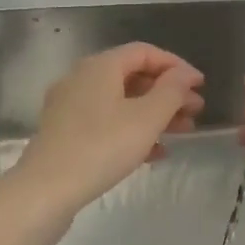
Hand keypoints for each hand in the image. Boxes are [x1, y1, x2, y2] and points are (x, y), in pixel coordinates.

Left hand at [13, 43, 204, 217]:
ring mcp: (70, 107)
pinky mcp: (65, 135)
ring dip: (154, 113)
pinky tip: (155, 153)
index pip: (144, 52)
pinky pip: (107, 123)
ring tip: (183, 132)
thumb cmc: (101, 147)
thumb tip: (184, 75)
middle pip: (133, 76)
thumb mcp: (146, 118)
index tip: (200, 85)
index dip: (176, 65)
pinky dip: (133, 130)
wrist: (45, 191)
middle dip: (167, 92)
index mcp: (100, 66)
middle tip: (196, 111)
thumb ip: (171, 92)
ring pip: (121, 102)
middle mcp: (82, 79)